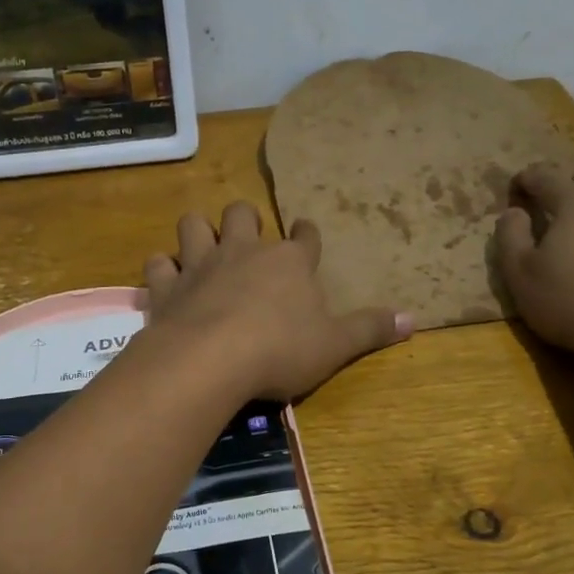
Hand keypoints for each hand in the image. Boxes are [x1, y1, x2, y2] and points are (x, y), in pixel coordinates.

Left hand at [142, 202, 411, 401]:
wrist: (211, 359)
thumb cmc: (280, 350)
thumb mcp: (335, 345)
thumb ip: (370, 330)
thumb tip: (415, 319)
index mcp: (289, 262)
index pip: (304, 237)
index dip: (306, 235)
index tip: (305, 234)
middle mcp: (244, 251)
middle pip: (243, 214)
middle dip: (246, 220)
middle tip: (247, 238)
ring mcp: (201, 264)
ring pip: (194, 225)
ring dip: (198, 232)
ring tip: (203, 247)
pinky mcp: (167, 286)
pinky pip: (158, 264)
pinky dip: (162, 270)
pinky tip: (167, 280)